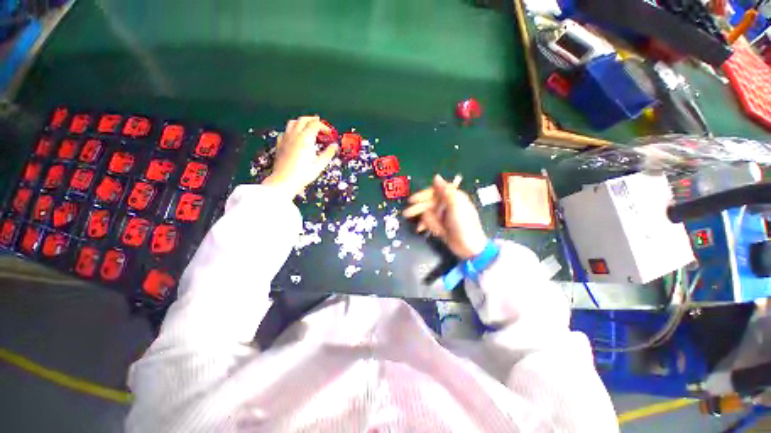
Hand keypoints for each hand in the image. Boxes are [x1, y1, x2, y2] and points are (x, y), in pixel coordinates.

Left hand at [263, 116, 338, 198]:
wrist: (285, 181)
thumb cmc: (303, 174)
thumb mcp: (320, 164)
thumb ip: (328, 153)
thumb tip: (334, 146)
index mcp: (305, 138)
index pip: (315, 125)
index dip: (324, 127)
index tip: (329, 133)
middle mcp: (295, 135)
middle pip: (303, 120)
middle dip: (313, 120)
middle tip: (320, 124)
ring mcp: (285, 138)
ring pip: (292, 123)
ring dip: (301, 122)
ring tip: (307, 126)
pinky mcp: (280, 144)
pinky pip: (285, 131)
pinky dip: (292, 130)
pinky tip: (295, 136)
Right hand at [403, 175, 487, 259]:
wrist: (469, 247)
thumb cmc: (463, 224)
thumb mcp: (455, 205)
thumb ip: (445, 190)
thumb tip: (436, 176)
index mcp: (453, 197)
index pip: (434, 191)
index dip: (423, 195)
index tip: (412, 200)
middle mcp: (447, 205)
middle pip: (429, 203)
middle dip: (418, 209)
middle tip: (406, 214)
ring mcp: (444, 216)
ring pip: (428, 214)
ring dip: (424, 220)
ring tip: (420, 227)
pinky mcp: (442, 226)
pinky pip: (430, 222)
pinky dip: (426, 225)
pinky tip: (421, 230)